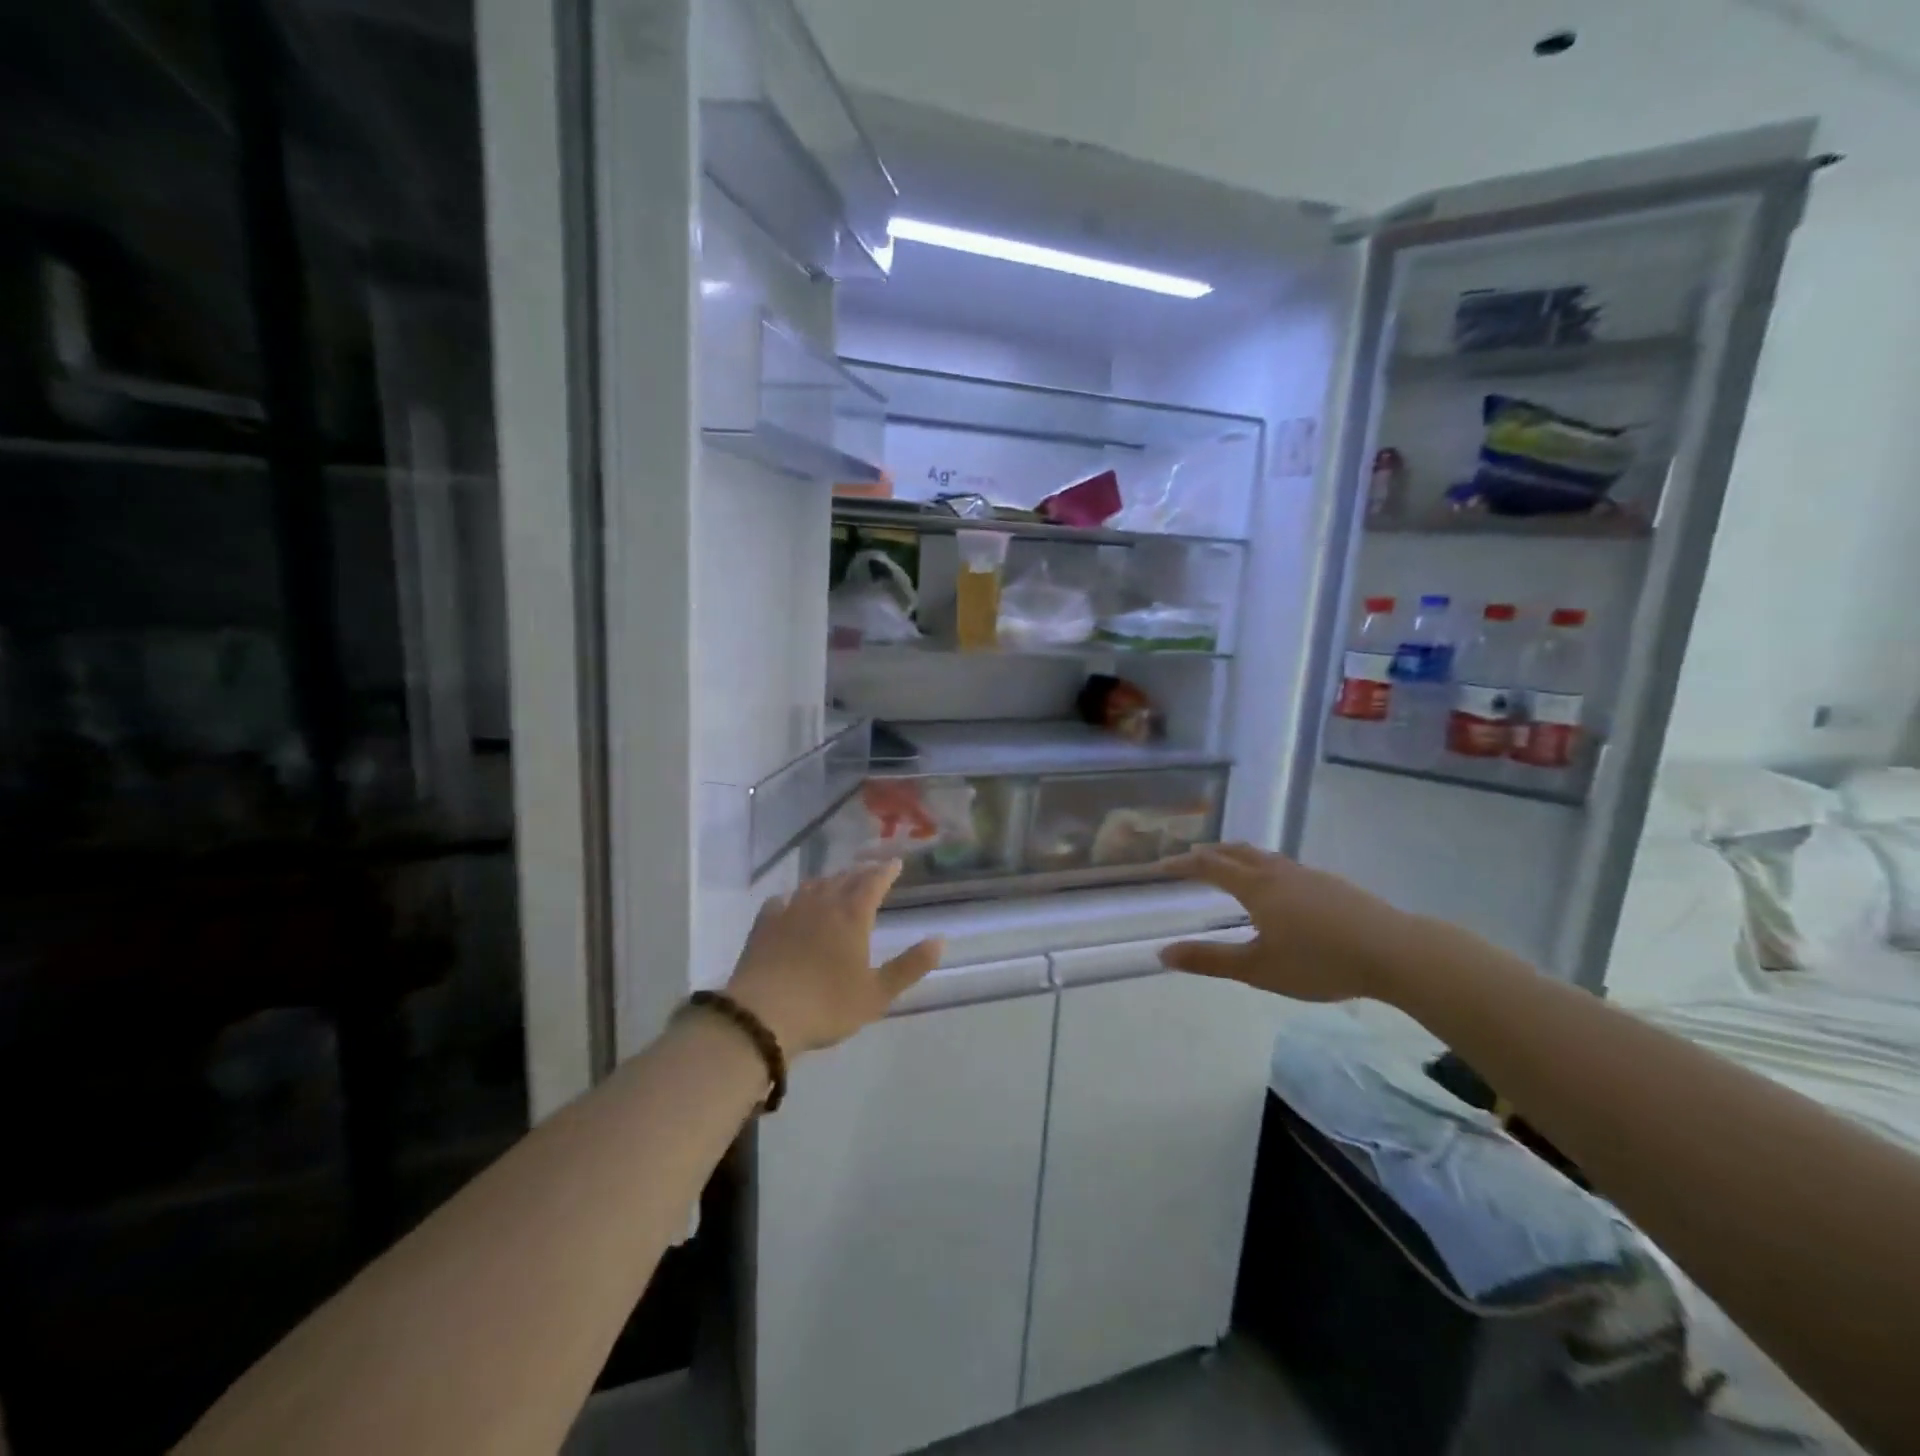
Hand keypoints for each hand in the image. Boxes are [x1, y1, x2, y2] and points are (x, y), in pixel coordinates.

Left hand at [725, 861, 942, 1055]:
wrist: (762, 1015)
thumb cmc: (826, 1005)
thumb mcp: (877, 994)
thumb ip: (910, 966)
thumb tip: (940, 940)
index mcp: (853, 916)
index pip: (874, 883)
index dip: (886, 872)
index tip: (895, 863)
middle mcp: (823, 904)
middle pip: (844, 879)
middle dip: (860, 873)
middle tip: (869, 871)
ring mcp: (790, 911)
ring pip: (814, 886)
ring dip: (829, 881)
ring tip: (836, 883)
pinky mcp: (764, 925)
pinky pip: (781, 900)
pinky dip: (792, 898)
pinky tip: (789, 903)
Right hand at [1157, 843, 1414, 1002]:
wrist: (1395, 951)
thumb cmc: (1320, 961)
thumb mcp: (1258, 968)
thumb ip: (1210, 960)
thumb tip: (1163, 952)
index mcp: (1256, 887)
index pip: (1210, 866)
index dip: (1183, 864)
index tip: (1162, 866)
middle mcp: (1278, 872)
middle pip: (1237, 851)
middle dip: (1210, 853)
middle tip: (1192, 859)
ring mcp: (1308, 875)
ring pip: (1264, 856)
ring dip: (1238, 857)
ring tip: (1230, 867)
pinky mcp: (1332, 885)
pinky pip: (1285, 866)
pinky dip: (1264, 868)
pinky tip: (1278, 890)